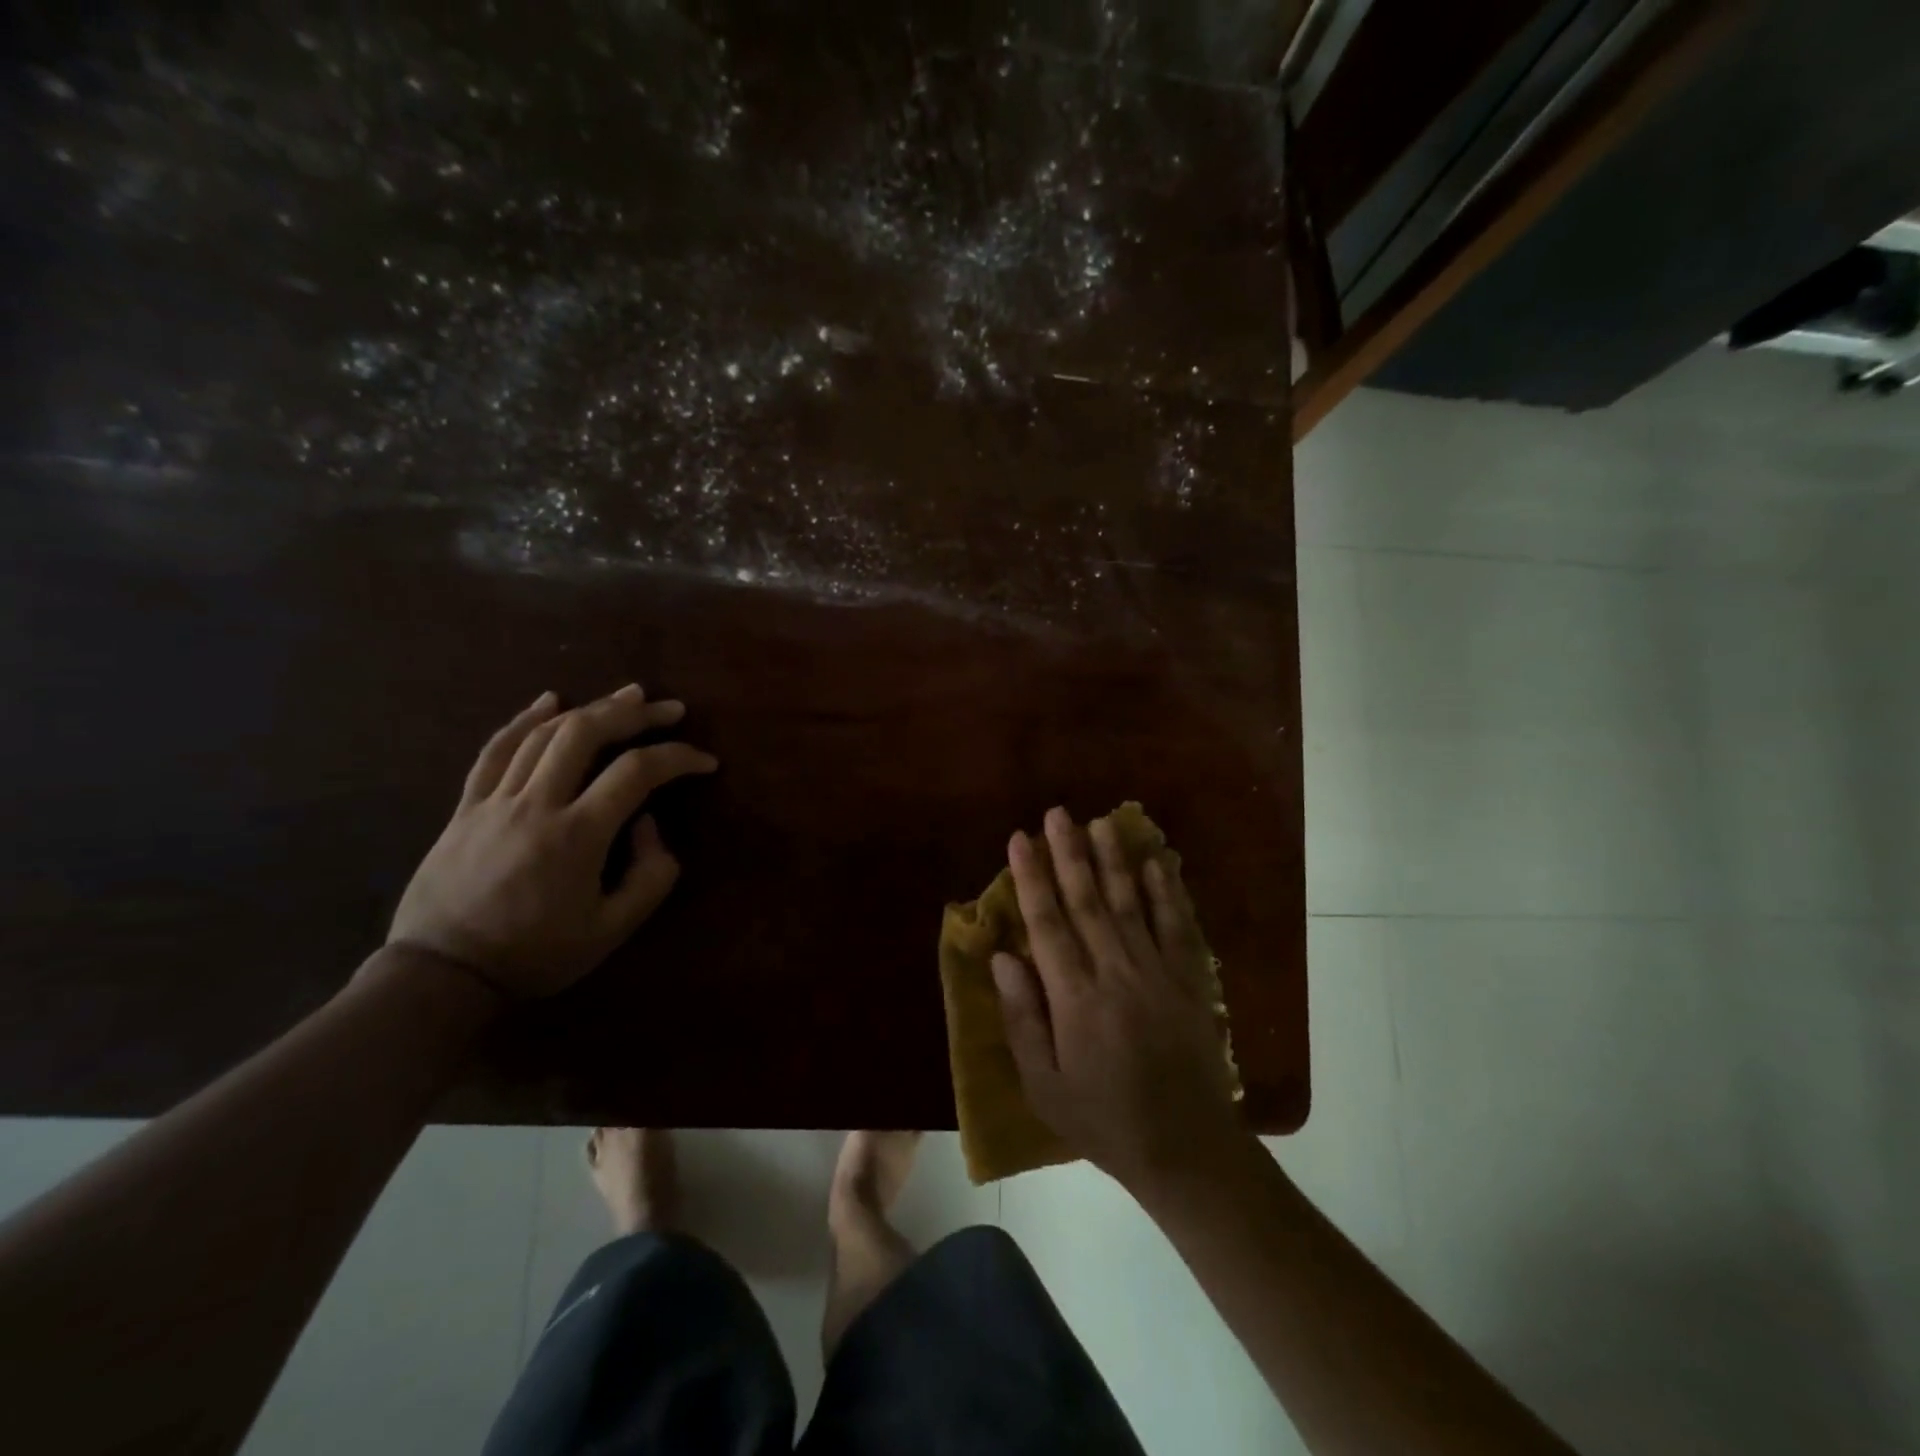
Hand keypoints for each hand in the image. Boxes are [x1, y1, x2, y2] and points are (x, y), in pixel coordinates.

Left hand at [387, 685, 717, 997]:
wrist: (442, 976)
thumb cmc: (535, 955)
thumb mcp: (611, 931)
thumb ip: (649, 876)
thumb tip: (647, 824)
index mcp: (577, 835)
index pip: (637, 773)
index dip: (678, 758)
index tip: (705, 762)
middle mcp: (536, 804)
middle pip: (585, 734)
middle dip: (634, 714)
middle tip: (670, 709)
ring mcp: (495, 801)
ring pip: (544, 734)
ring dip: (590, 708)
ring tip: (627, 696)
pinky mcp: (466, 807)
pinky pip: (494, 751)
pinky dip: (523, 720)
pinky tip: (548, 700)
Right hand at [992, 807, 1244, 1191]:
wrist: (1187, 1149)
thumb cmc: (1104, 1120)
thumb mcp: (1045, 1086)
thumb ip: (1023, 1019)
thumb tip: (1002, 958)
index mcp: (1075, 999)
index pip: (1047, 923)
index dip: (1031, 878)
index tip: (1020, 839)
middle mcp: (1115, 973)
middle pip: (1087, 901)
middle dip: (1069, 854)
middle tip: (1057, 813)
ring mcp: (1157, 973)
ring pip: (1129, 904)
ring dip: (1113, 860)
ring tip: (1100, 823)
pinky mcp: (1189, 981)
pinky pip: (1176, 927)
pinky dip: (1166, 892)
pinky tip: (1156, 863)